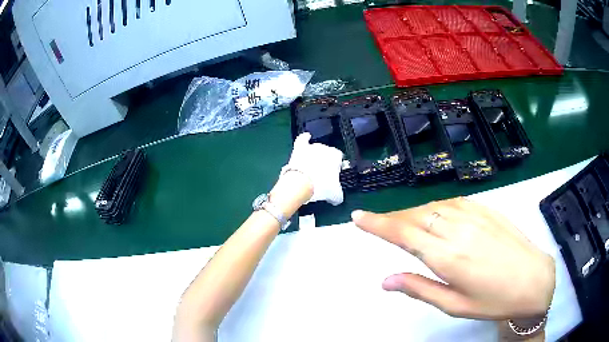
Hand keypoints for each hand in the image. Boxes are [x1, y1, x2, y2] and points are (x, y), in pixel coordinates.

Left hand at [282, 132, 343, 205]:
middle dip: (325, 162)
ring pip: (315, 149)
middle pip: (326, 153)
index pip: (339, 158)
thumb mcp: (335, 194)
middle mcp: (325, 148)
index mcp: (336, 156)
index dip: (336, 166)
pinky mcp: (299, 148)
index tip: (333, 175)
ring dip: (315, 155)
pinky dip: (305, 138)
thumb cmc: (321, 187)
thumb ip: (338, 195)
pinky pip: (303, 139)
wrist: (300, 183)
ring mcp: (311, 147)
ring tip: (312, 166)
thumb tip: (338, 199)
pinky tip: (307, 136)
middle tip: (321, 174)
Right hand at [351, 197, 554, 320]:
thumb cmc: (494, 300)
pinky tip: (434, 214)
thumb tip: (385, 281)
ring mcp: (474, 215)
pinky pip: (453, 202)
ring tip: (403, 223)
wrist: (533, 279)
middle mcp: (458, 230)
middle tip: (378, 225)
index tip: (358, 218)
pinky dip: (435, 206)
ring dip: (413, 213)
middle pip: (415, 216)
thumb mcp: (454, 305)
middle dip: (392, 219)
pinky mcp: (487, 209)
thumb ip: (420, 289)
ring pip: (433, 206)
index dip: (378, 224)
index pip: (404, 233)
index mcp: (448, 257)